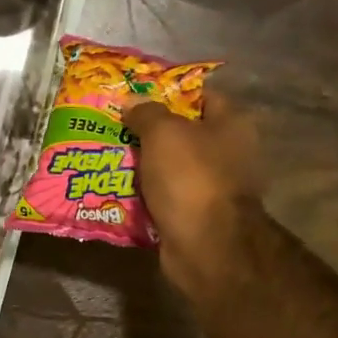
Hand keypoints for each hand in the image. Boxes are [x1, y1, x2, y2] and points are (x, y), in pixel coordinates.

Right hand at [125, 91, 265, 299]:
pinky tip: (114, 188)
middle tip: (112, 125)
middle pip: (182, 133)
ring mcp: (212, 187)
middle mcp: (227, 154)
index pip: (202, 96)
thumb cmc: (191, 178)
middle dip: (148, 131)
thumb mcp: (163, 133)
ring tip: (106, 155)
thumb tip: (131, 101)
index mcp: (231, 125)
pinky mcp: (194, 216)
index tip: (135, 94)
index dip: (169, 92)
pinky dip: (143, 194)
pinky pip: (163, 197)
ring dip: (142, 165)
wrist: (205, 246)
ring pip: (169, 167)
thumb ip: (146, 113)